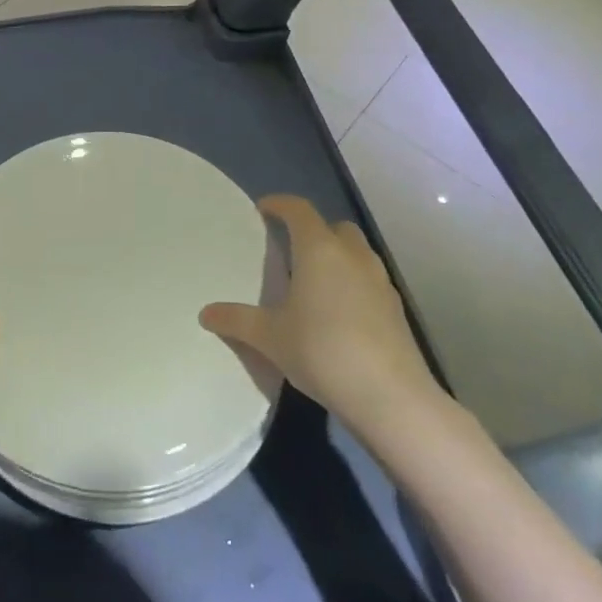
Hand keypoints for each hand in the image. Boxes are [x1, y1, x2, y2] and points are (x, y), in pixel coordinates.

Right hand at [200, 194, 450, 442]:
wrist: (391, 397)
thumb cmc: (323, 352)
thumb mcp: (270, 338)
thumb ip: (237, 320)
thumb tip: (205, 313)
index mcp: (319, 249)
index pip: (299, 209)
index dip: (279, 204)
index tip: (263, 209)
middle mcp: (352, 255)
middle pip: (333, 226)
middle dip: (312, 230)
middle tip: (290, 249)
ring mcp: (380, 280)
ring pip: (356, 252)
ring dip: (336, 256)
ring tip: (314, 282)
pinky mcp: (396, 308)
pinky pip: (369, 279)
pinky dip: (353, 283)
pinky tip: (339, 313)